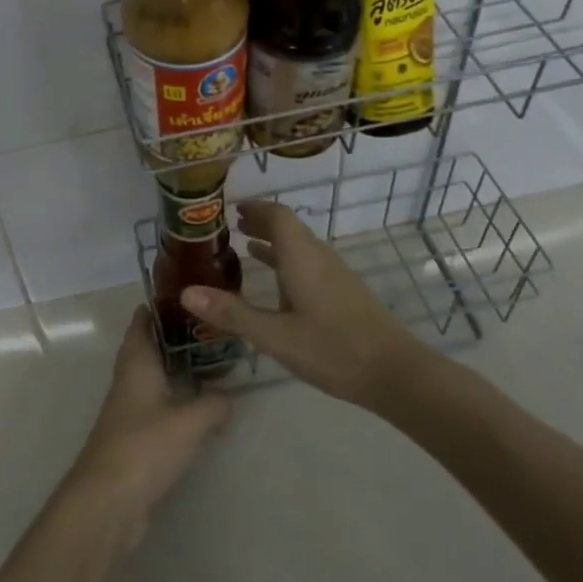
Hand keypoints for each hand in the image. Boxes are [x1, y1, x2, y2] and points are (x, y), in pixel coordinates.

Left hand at [63, 308, 230, 540]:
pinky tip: (200, 410)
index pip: (142, 321)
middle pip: (149, 347)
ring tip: (213, 364)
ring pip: (154, 378)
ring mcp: (129, 409)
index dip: (159, 305)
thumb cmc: (144, 447)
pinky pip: (158, 407)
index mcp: (136, 363)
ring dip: (178, 370)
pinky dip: (177, 401)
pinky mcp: (134, 437)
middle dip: (176, 337)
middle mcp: (129, 379)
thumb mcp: (190, 422)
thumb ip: (214, 404)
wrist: (107, 502)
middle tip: (211, 329)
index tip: (186, 294)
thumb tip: (228, 397)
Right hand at [180, 200, 430, 408]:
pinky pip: (309, 262)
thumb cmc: (333, 349)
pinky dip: (287, 260)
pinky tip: (278, 282)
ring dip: (274, 241)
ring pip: (300, 245)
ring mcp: (335, 274)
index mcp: (302, 257)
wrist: (396, 374)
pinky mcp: (344, 292)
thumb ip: (232, 313)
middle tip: (231, 225)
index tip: (231, 208)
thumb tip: (186, 293)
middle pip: (289, 227)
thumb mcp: (275, 336)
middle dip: (261, 221)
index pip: (278, 215)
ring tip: (246, 246)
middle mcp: (319, 257)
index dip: (255, 207)